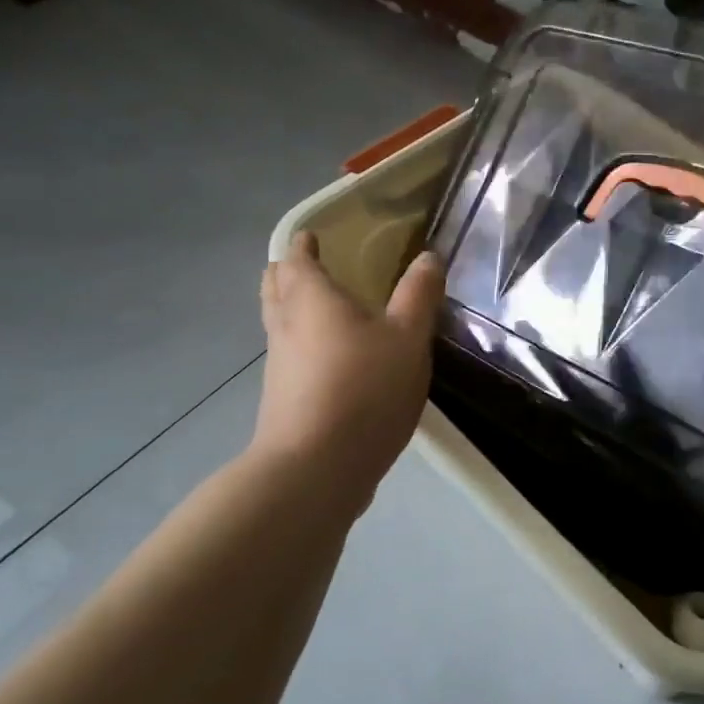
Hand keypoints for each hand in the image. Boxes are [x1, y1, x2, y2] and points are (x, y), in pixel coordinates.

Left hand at [250, 231, 444, 503]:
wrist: (316, 467)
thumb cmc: (364, 389)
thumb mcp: (408, 338)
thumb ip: (418, 296)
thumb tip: (427, 257)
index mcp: (313, 300)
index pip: (298, 260)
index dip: (303, 245)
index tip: (312, 236)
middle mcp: (286, 326)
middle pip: (276, 288)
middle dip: (288, 273)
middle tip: (309, 265)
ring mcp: (279, 366)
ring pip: (278, 323)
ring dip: (291, 307)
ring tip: (319, 306)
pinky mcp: (281, 399)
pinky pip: (288, 355)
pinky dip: (300, 342)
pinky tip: (327, 358)